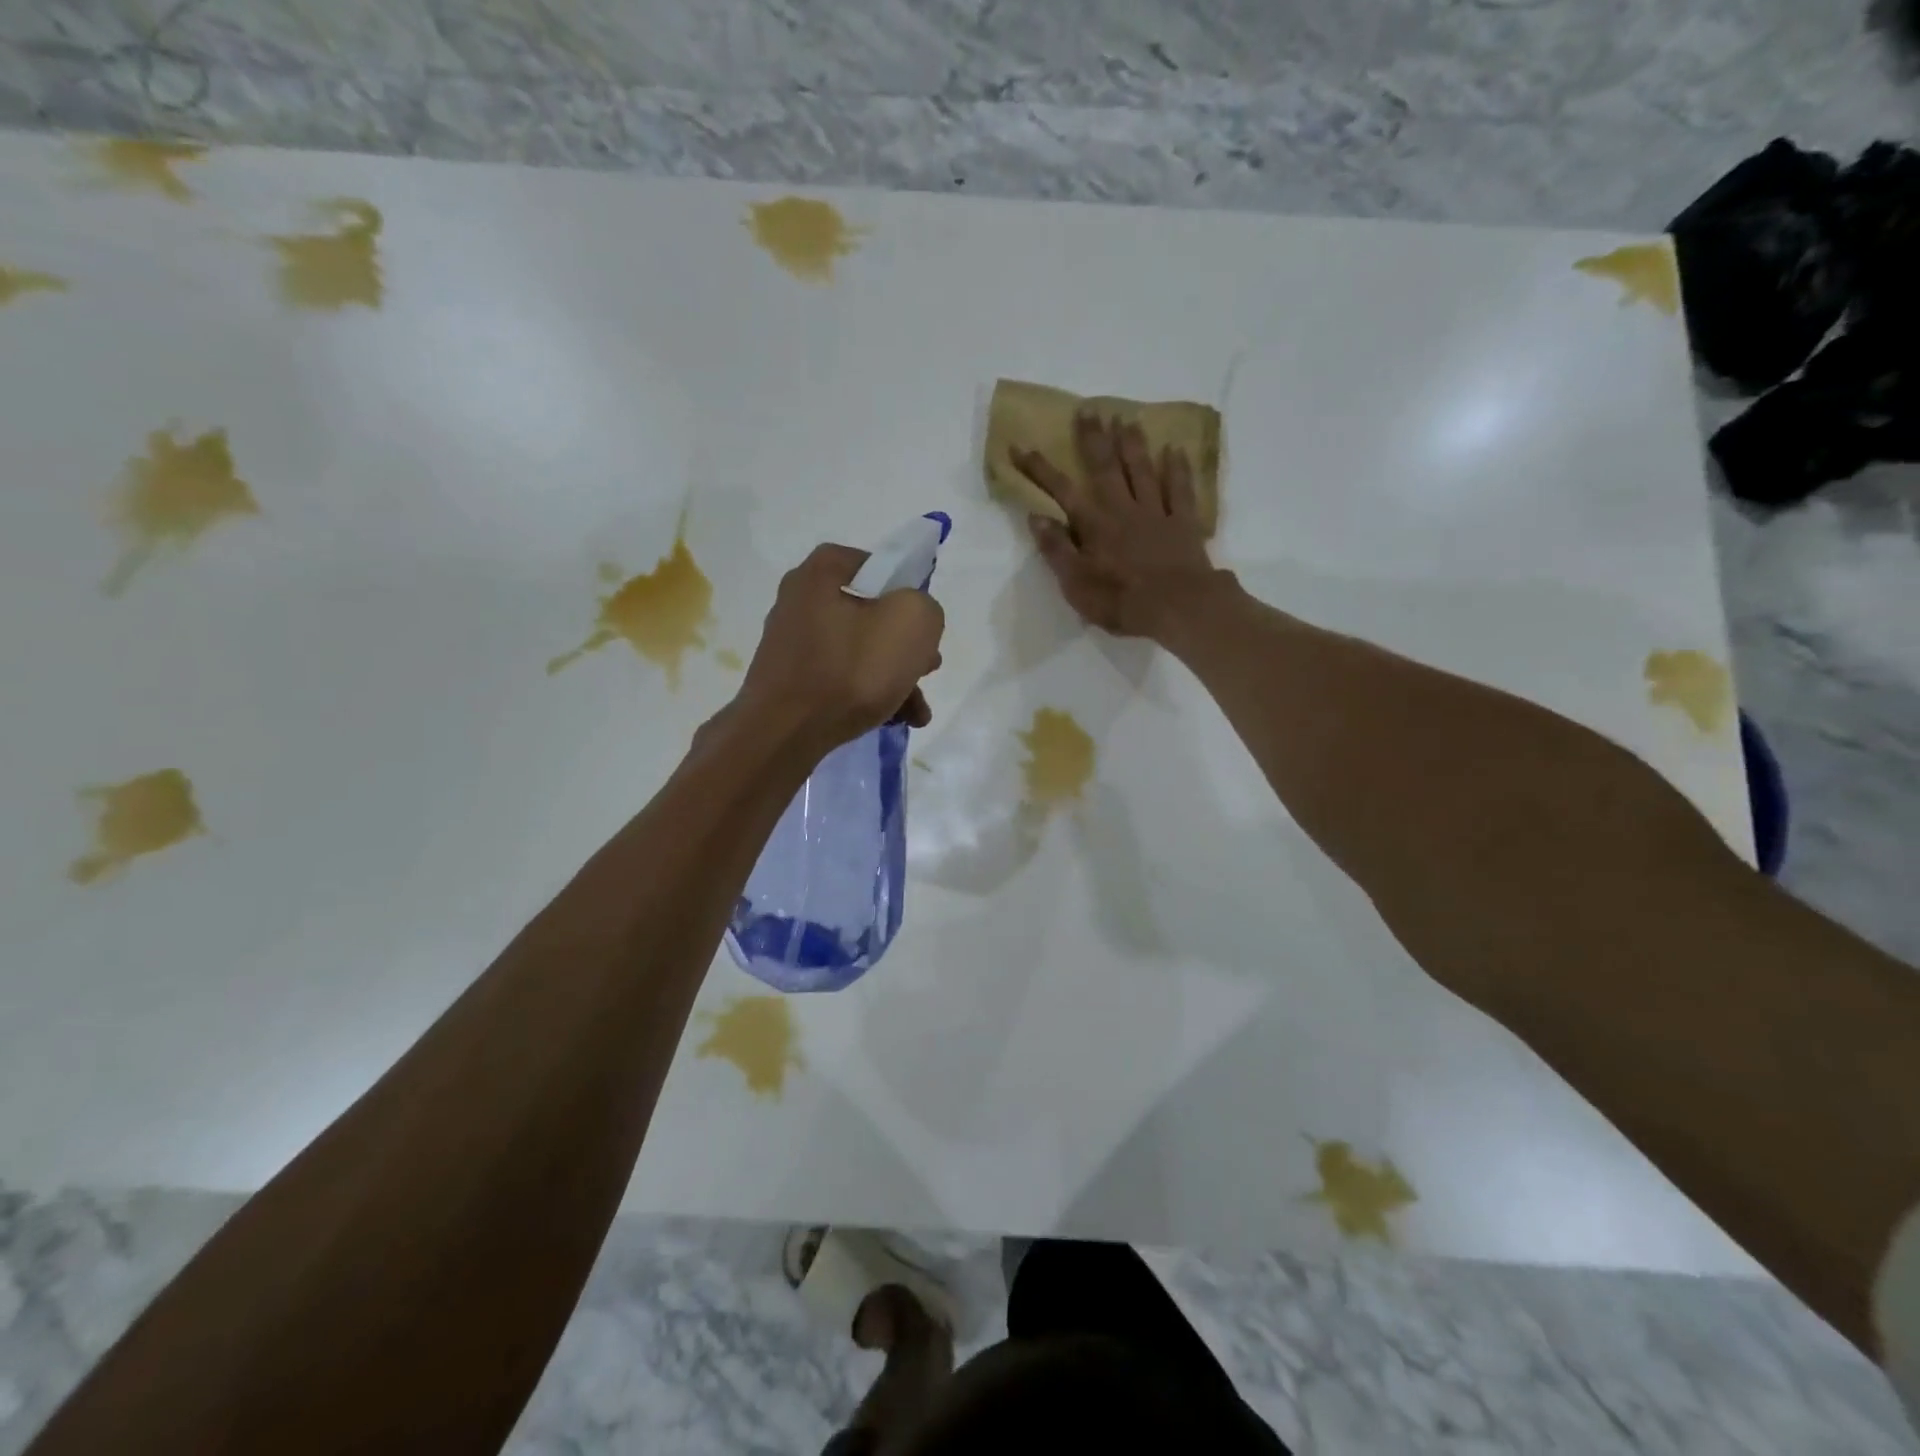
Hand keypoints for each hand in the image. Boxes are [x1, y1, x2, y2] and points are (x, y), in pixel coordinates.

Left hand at [737, 543, 944, 754]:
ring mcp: (792, 645)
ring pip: (859, 651)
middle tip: (928, 666)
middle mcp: (799, 602)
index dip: (903, 587)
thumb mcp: (911, 623)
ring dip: (894, 676)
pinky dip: (868, 694)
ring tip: (918, 710)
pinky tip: (895, 720)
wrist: (786, 734)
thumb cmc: (850, 670)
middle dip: (905, 643)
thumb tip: (915, 618)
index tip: (921, 619)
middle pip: (869, 612)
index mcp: (819, 574)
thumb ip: (925, 607)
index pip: (871, 563)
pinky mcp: (790, 682)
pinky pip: (840, 679)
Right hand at [1012, 414, 1223, 639]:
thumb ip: (1057, 549)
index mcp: (1094, 525)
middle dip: (1093, 438)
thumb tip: (1036, 517)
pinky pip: (1180, 489)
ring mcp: (1156, 513)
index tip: (1019, 446)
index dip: (1039, 469)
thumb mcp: (1076, 584)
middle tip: (1088, 409)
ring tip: (1126, 418)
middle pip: (1105, 468)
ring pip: (1142, 471)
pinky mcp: (1183, 523)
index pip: (1061, 491)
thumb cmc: (1121, 601)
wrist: (1178, 606)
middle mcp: (1123, 510)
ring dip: (1133, 444)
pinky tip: (1175, 449)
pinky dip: (1177, 468)